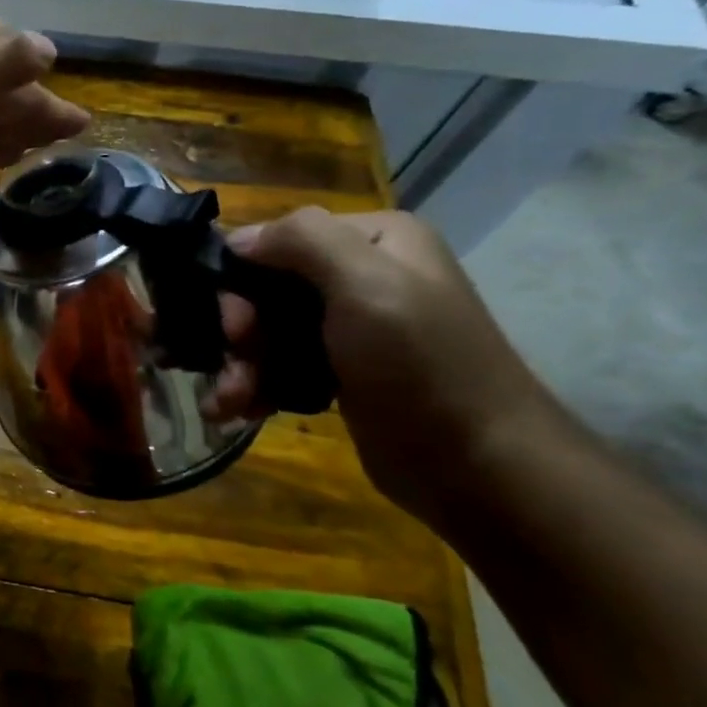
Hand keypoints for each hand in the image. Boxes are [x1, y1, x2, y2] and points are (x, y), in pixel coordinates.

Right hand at [203, 207, 558, 523]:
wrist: (477, 466)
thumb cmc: (420, 366)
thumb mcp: (367, 285)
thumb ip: (302, 241)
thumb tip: (237, 239)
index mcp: (373, 241)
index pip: (276, 240)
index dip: (242, 280)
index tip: (236, 327)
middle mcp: (362, 275)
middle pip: (266, 290)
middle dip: (239, 332)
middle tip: (236, 367)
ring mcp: (351, 326)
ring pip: (267, 331)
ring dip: (239, 366)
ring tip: (228, 403)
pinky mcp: (340, 371)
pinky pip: (280, 364)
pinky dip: (255, 385)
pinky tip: (237, 410)